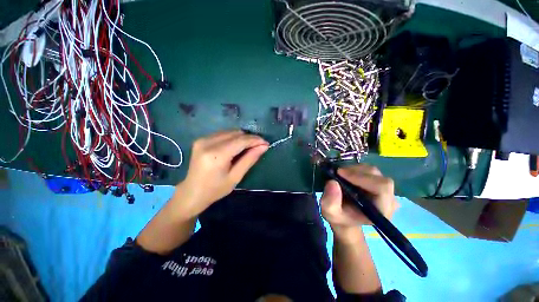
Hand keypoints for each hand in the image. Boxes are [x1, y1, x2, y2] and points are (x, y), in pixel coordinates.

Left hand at [174, 130, 268, 218]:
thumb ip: (250, 159)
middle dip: (249, 138)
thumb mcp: (236, 176)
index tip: (266, 143)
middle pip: (236, 134)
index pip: (241, 141)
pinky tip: (236, 146)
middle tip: (259, 146)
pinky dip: (233, 138)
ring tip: (248, 147)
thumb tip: (263, 146)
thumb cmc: (215, 189)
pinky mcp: (201, 139)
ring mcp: (203, 139)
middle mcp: (208, 143)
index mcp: (216, 155)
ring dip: (242, 138)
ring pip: (230, 132)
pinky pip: (222, 134)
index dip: (255, 140)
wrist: (192, 192)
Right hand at [320, 164, 398, 238]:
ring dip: (355, 170)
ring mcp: (386, 190)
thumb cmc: (340, 218)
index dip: (362, 178)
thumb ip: (330, 201)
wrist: (346, 218)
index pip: (382, 188)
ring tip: (341, 175)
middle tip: (338, 173)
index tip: (340, 173)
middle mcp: (389, 200)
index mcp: (382, 211)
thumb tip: (333, 182)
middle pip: (378, 177)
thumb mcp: (330, 213)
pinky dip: (356, 169)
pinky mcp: (379, 183)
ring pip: (374, 171)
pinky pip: (370, 170)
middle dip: (357, 173)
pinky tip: (347, 175)